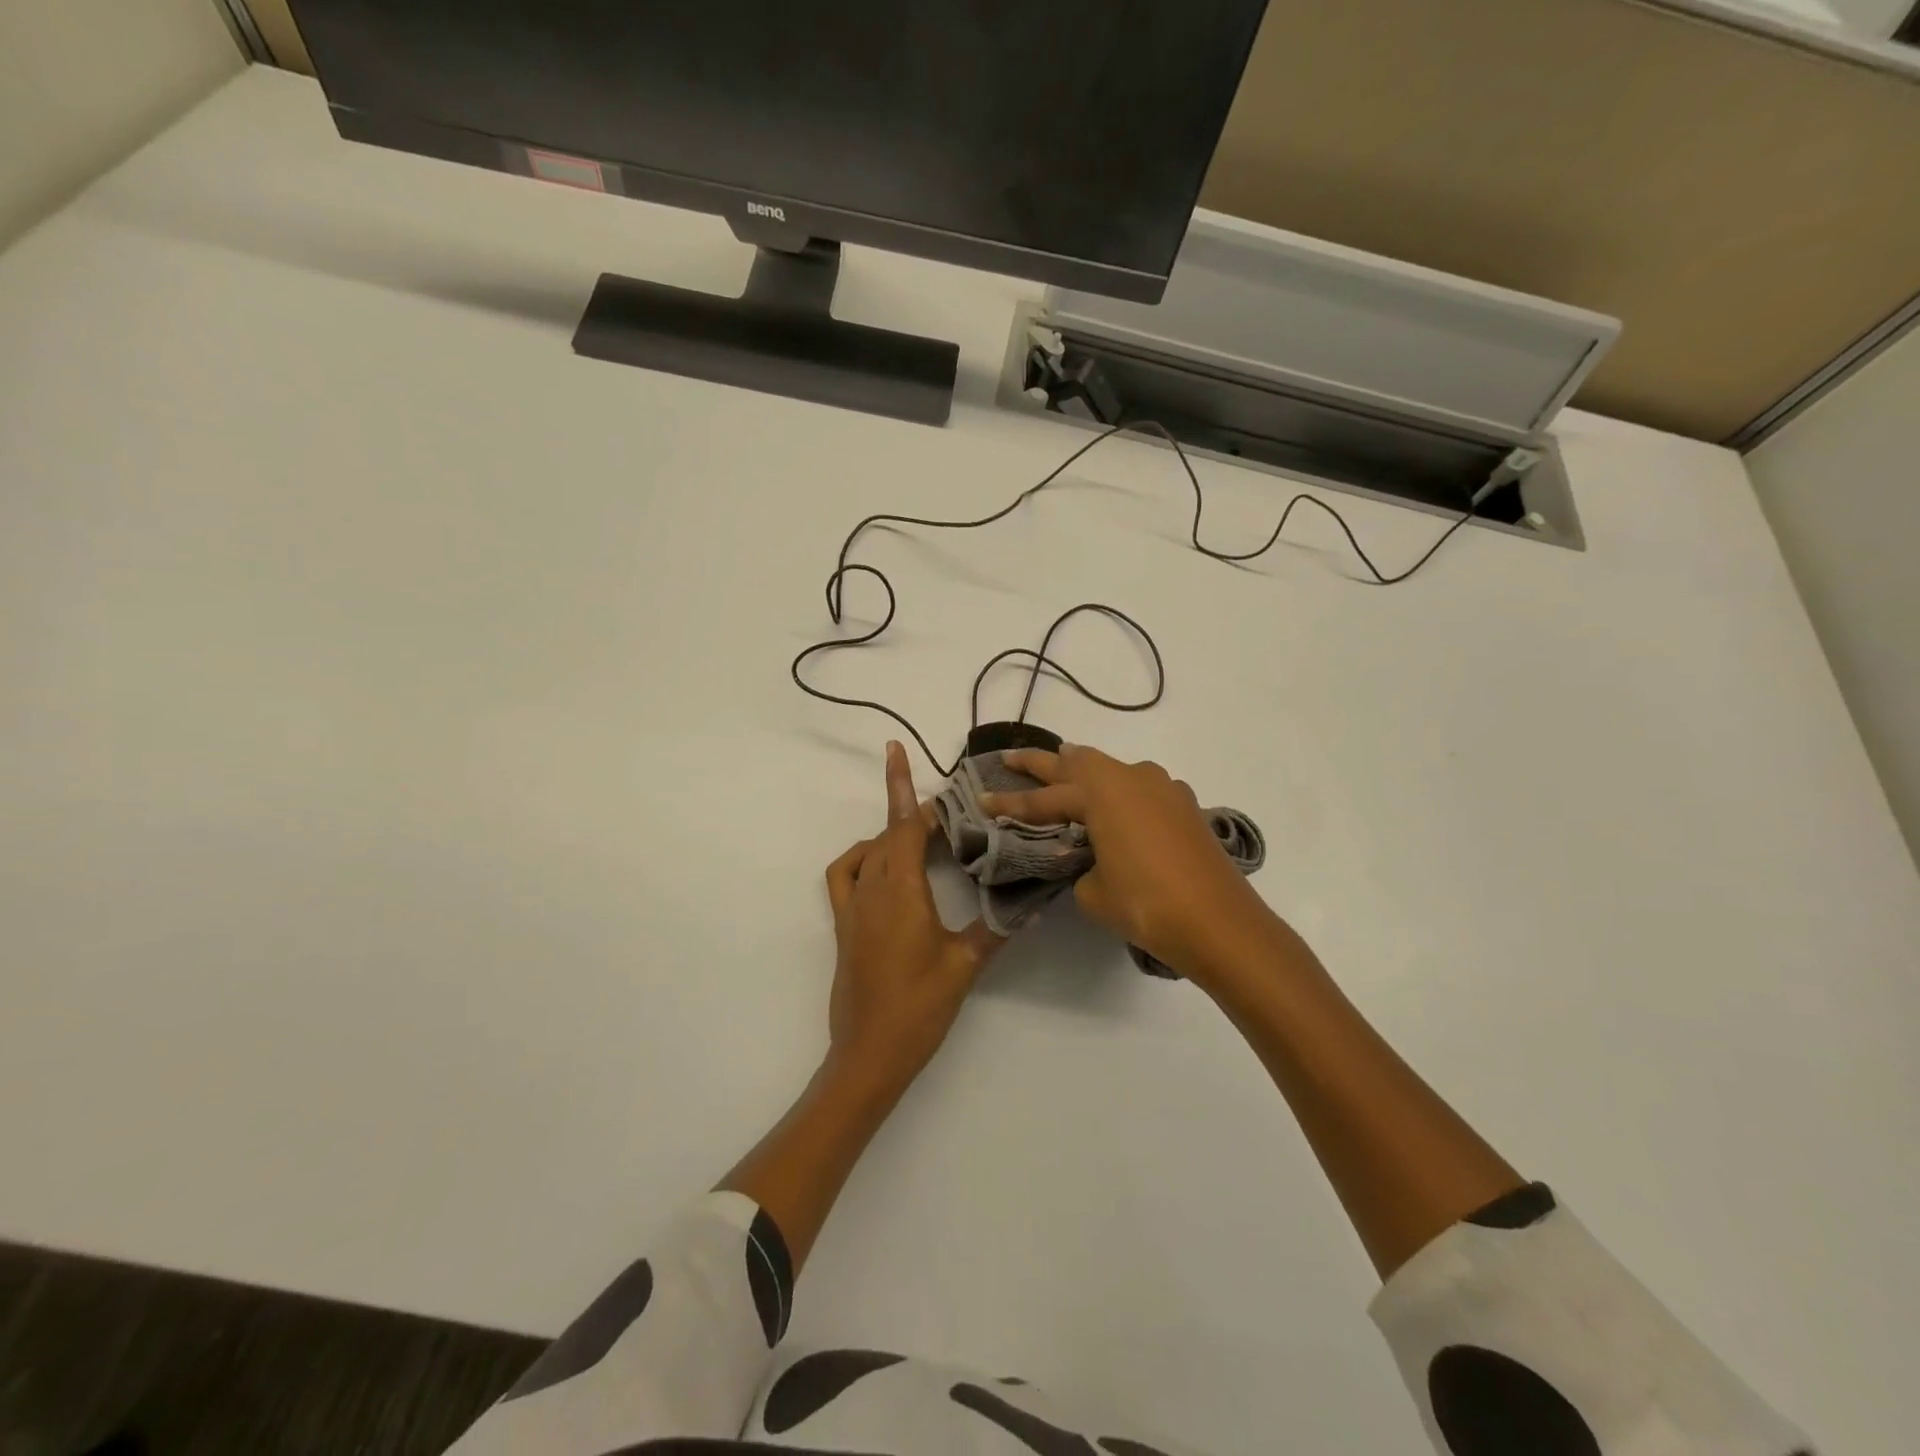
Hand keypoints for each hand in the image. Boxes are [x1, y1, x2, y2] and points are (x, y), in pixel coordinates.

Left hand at [823, 741, 1002, 1092]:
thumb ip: (996, 929)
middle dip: (916, 814)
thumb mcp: (964, 966)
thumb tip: (1031, 903)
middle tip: (953, 815)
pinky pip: (844, 875)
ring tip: (926, 840)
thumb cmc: (918, 1007)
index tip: (902, 752)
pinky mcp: (842, 924)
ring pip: (869, 851)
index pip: (904, 826)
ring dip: (893, 834)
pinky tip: (883, 867)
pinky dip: (861, 858)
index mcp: (901, 891)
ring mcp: (852, 906)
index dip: (906, 788)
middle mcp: (871, 889)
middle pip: (890, 833)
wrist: (868, 1053)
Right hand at [981, 744, 1280, 980]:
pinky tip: (1117, 814)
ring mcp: (1165, 789)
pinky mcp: (1186, 807)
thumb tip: (1091, 859)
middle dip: (1041, 763)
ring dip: (1086, 775)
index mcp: (1103, 793)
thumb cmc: (1147, 904)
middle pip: (1078, 763)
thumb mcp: (1093, 891)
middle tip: (1010, 758)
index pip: (1045, 799)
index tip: (983, 799)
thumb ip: (1081, 866)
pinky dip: (1120, 796)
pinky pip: (1141, 791)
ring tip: (1064, 779)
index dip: (1011, 802)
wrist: (1221, 924)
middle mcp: (1133, 778)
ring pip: (1114, 772)